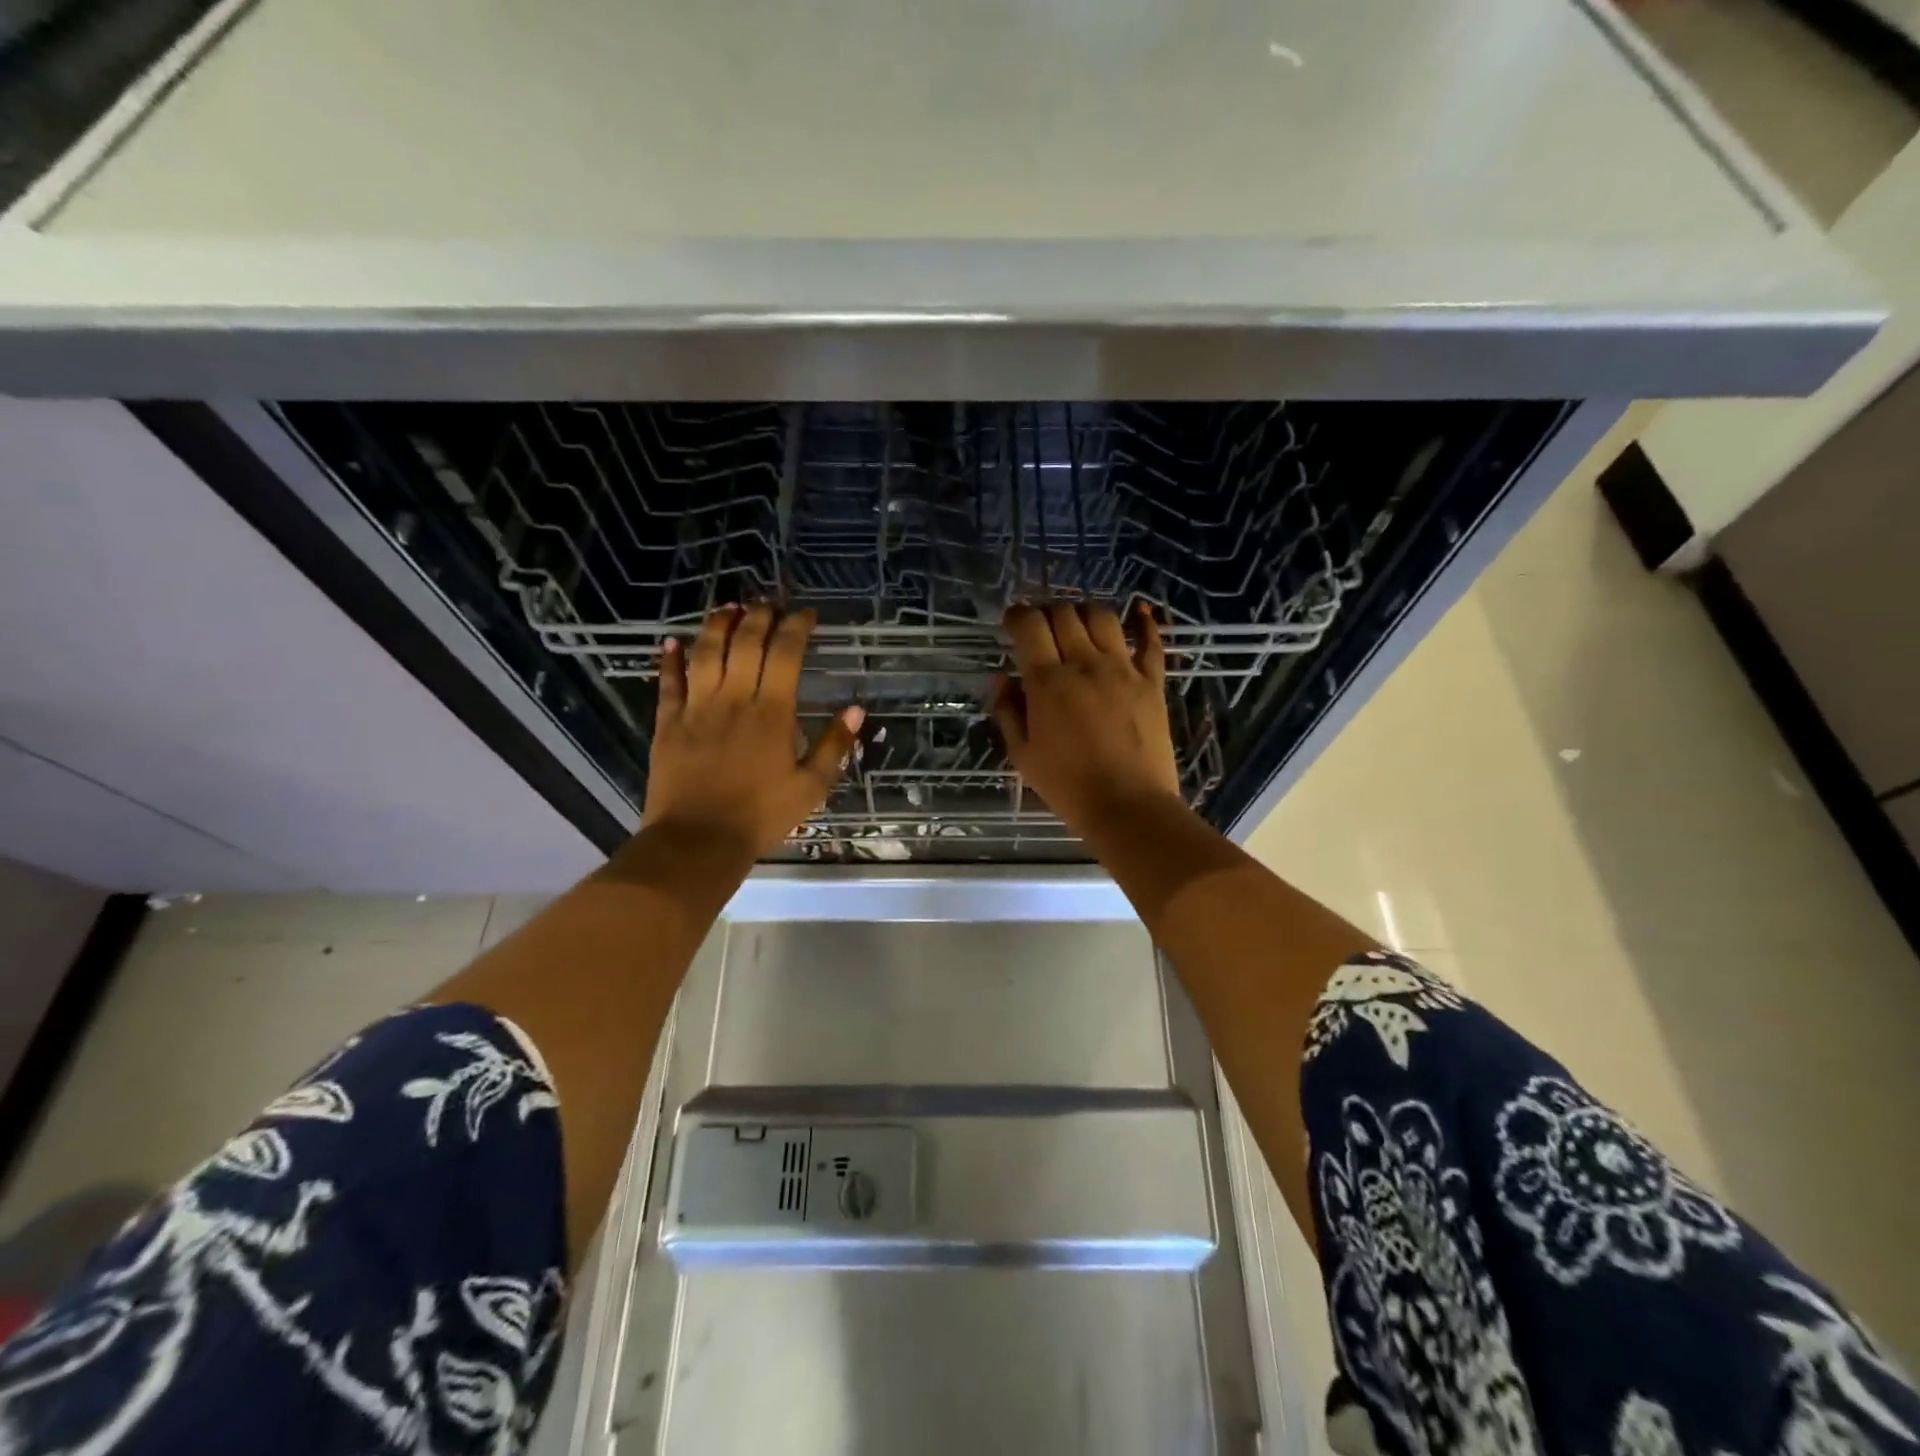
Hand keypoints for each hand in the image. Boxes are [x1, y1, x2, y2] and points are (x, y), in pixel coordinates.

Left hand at [642, 605, 863, 860]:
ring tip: (729, 608)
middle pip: (745, 642)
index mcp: (772, 713)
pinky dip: (670, 659)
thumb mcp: (811, 787)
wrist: (698, 841)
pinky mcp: (668, 723)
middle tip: (770, 603)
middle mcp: (734, 699)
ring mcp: (697, 708)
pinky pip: (669, 682)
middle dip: (760, 615)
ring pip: (706, 652)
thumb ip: (834, 746)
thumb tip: (855, 709)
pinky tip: (672, 642)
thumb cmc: (760, 816)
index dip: (797, 627)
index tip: (807, 614)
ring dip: (718, 625)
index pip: (785, 653)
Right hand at [989, 603, 1182, 838]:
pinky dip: (1144, 622)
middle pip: (1064, 614)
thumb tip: (1001, 678)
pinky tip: (1139, 610)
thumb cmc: (1068, 785)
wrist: (1128, 805)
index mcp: (1047, 681)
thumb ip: (1008, 711)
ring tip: (1077, 624)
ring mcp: (1122, 669)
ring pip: (1102, 618)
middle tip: (1042, 628)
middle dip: (1047, 613)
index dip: (1017, 615)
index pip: (1030, 625)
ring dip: (1084, 612)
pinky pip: (1150, 642)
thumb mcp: (1023, 754)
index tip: (1012, 621)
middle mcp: (1084, 664)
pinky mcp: (1151, 682)